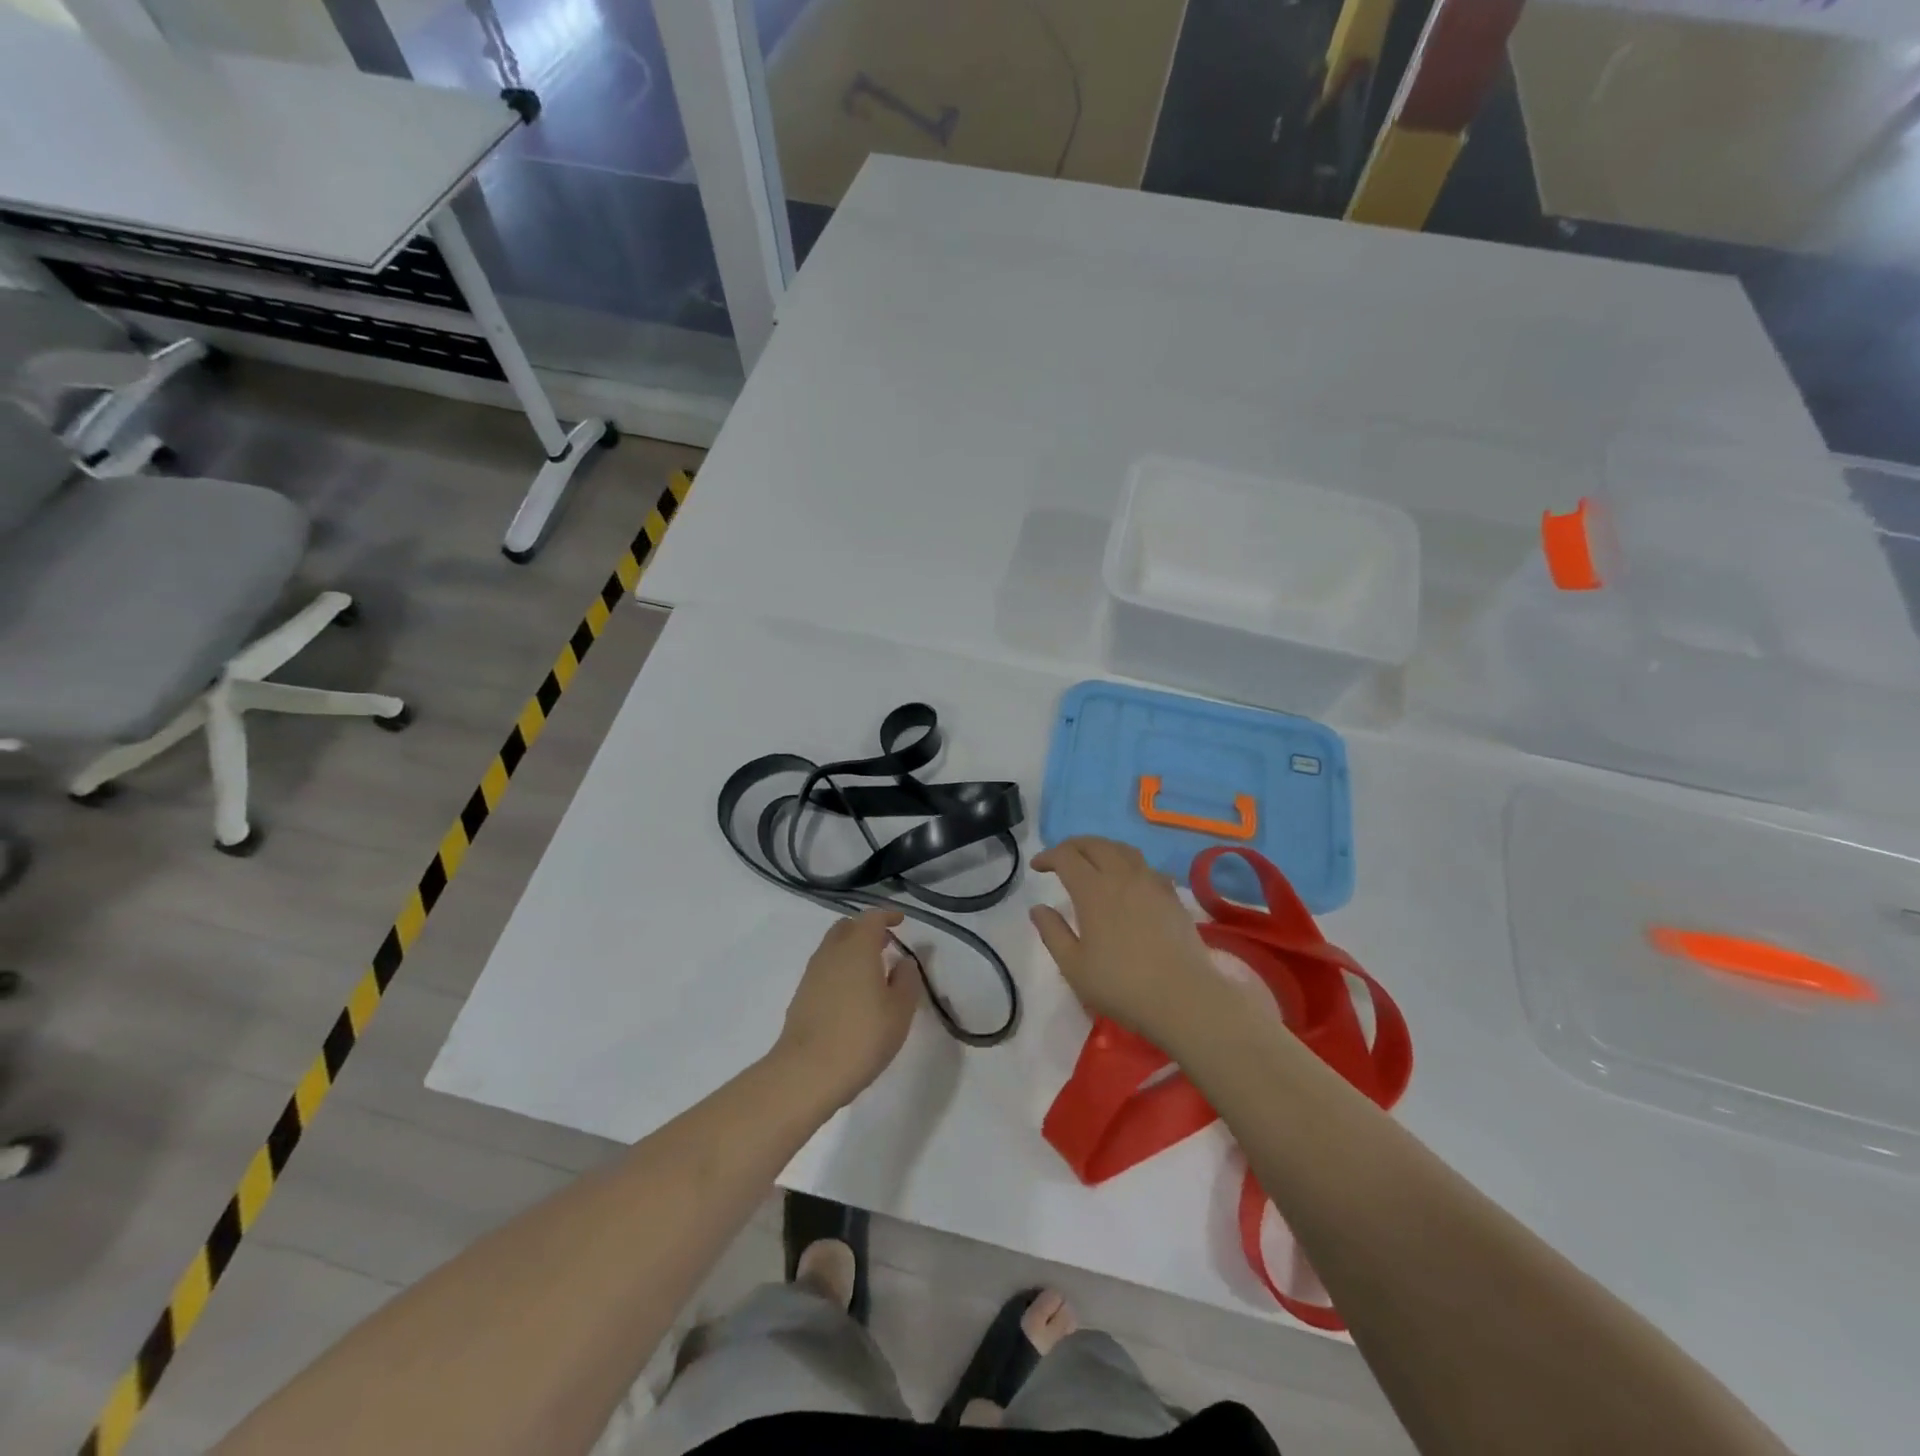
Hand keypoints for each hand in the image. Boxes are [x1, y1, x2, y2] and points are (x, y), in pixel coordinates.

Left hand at [772, 909, 921, 1109]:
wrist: (807, 1072)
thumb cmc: (863, 1036)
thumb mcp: (900, 1009)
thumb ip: (907, 979)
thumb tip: (905, 961)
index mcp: (858, 947)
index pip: (872, 918)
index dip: (887, 916)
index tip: (901, 921)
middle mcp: (832, 952)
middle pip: (847, 927)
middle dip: (866, 929)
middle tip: (886, 943)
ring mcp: (812, 974)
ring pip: (833, 947)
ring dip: (851, 949)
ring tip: (871, 969)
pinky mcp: (801, 995)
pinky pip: (824, 969)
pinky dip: (840, 969)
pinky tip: (851, 993)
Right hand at [1031, 837, 1226, 1046]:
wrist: (1183, 998)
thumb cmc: (1121, 985)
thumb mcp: (1073, 966)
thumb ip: (1052, 932)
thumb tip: (1038, 908)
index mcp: (1093, 890)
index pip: (1066, 857)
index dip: (1048, 856)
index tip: (1037, 866)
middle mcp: (1122, 876)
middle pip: (1095, 844)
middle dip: (1073, 846)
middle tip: (1060, 858)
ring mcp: (1151, 883)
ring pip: (1123, 849)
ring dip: (1102, 848)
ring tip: (1093, 861)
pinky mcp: (1172, 896)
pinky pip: (1146, 866)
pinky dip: (1129, 864)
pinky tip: (1128, 880)